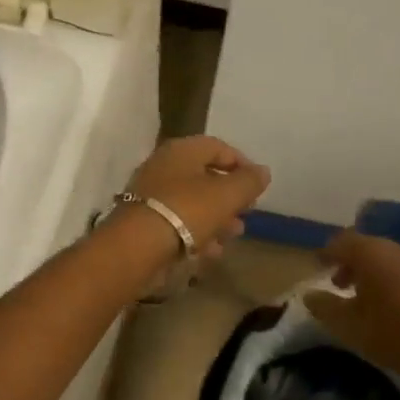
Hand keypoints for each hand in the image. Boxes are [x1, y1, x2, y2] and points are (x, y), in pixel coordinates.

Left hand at [124, 135, 270, 257]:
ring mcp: (151, 193)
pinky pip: (178, 221)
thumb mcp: (227, 195)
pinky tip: (211, 251)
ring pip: (192, 201)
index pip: (218, 147)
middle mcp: (164, 166)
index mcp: (182, 150)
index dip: (242, 164)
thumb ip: (248, 182)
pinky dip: (197, 232)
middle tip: (247, 213)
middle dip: (230, 196)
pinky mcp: (145, 220)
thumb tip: (262, 171)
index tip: (258, 187)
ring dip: (216, 217)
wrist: (137, 245)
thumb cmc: (187, 210)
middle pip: (204, 175)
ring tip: (234, 235)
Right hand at [305, 231, 399, 385]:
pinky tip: (393, 306)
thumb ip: (325, 307)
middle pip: (366, 247)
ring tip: (365, 298)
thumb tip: (309, 294)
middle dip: (349, 263)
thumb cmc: (395, 334)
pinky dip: (392, 280)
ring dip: (372, 272)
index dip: (327, 253)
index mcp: (372, 253)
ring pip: (387, 258)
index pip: (342, 241)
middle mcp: (396, 248)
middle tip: (339, 284)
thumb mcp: (350, 326)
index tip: (318, 266)